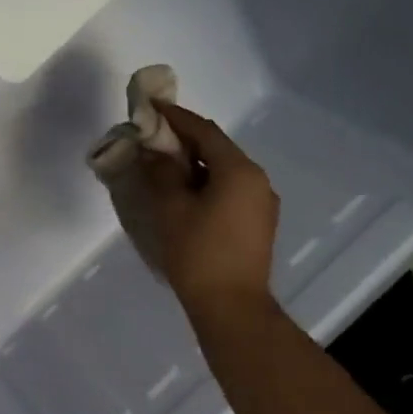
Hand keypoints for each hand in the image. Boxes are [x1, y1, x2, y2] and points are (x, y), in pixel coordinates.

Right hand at [141, 103, 280, 316]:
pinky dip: (206, 183)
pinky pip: (230, 189)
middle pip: (217, 148)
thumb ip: (161, 174)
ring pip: (224, 170)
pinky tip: (184, 194)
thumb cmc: (199, 254)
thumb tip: (153, 151)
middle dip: (183, 141)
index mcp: (239, 170)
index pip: (204, 131)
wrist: (232, 306)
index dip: (175, 117)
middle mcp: (257, 179)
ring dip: (194, 163)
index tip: (151, 107)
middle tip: (152, 138)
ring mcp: (261, 202)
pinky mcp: (257, 223)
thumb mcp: (172, 209)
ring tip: (163, 166)